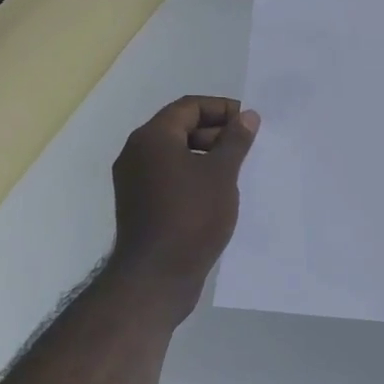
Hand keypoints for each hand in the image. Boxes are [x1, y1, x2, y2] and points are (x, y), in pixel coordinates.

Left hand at [109, 97, 259, 294]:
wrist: (157, 276)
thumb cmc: (192, 216)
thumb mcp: (221, 174)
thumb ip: (235, 140)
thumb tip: (247, 116)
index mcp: (152, 138)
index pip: (189, 107)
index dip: (221, 109)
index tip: (249, 122)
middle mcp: (136, 153)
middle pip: (179, 128)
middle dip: (216, 132)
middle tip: (247, 145)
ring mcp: (135, 181)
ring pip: (175, 154)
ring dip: (206, 155)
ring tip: (237, 169)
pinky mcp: (140, 205)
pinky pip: (169, 177)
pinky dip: (193, 175)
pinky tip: (218, 192)